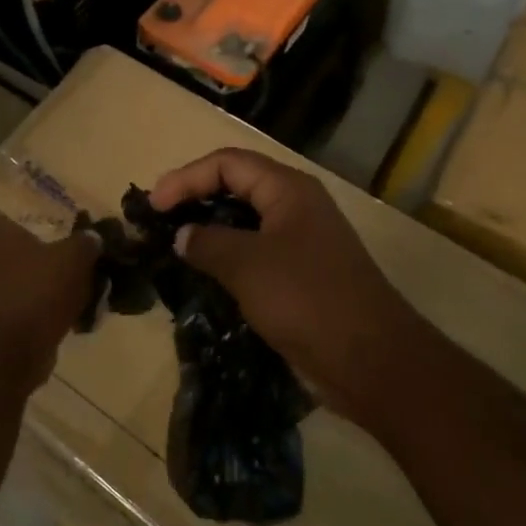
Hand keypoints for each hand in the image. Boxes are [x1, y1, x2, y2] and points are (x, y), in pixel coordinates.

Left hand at [0, 200, 99, 382]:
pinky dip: (59, 305)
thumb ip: (85, 243)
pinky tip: (84, 308)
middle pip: (14, 250)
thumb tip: (92, 238)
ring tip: (84, 276)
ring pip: (31, 279)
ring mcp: (7, 296)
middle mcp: (0, 266)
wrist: (21, 345)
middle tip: (63, 242)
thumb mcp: (73, 256)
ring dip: (52, 278)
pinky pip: (42, 306)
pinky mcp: (19, 322)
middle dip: (35, 246)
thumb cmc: (40, 288)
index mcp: (6, 242)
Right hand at [149, 148, 407, 402]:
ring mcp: (302, 242)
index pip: (227, 163)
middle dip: (196, 197)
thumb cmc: (306, 299)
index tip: (154, 206)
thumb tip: (183, 236)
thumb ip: (207, 243)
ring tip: (175, 246)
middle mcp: (296, 207)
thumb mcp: (247, 265)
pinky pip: (256, 252)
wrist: (372, 361)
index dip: (186, 178)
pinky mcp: (302, 275)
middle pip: (237, 185)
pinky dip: (227, 256)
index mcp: (288, 189)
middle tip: (160, 220)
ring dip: (210, 229)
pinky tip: (205, 275)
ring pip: (245, 221)